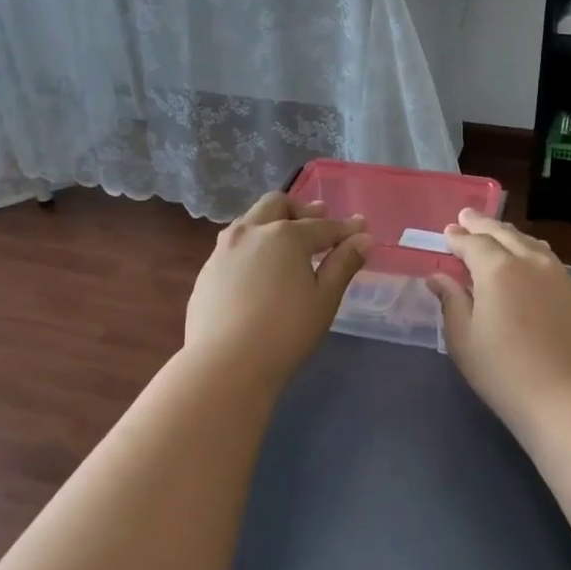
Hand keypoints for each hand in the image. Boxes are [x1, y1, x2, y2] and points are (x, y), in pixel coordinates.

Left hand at [184, 192, 372, 385]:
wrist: (224, 364)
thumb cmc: (285, 332)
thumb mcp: (324, 299)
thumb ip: (343, 264)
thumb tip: (364, 239)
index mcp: (284, 235)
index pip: (322, 226)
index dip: (345, 228)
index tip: (361, 228)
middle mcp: (251, 232)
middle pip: (277, 205)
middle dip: (301, 209)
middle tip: (318, 217)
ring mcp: (223, 250)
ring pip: (250, 221)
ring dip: (272, 222)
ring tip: (287, 240)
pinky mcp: (207, 271)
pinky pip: (234, 246)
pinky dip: (253, 245)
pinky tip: (259, 268)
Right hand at [429, 210, 570, 431]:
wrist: (568, 397)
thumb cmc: (504, 372)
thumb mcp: (464, 340)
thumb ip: (451, 302)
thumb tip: (438, 277)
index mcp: (497, 270)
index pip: (473, 243)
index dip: (458, 237)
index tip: (447, 232)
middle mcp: (530, 262)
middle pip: (503, 234)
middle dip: (482, 225)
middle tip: (467, 216)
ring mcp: (558, 275)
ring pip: (530, 242)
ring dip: (508, 234)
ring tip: (496, 233)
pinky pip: (548, 258)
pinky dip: (531, 250)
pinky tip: (529, 257)